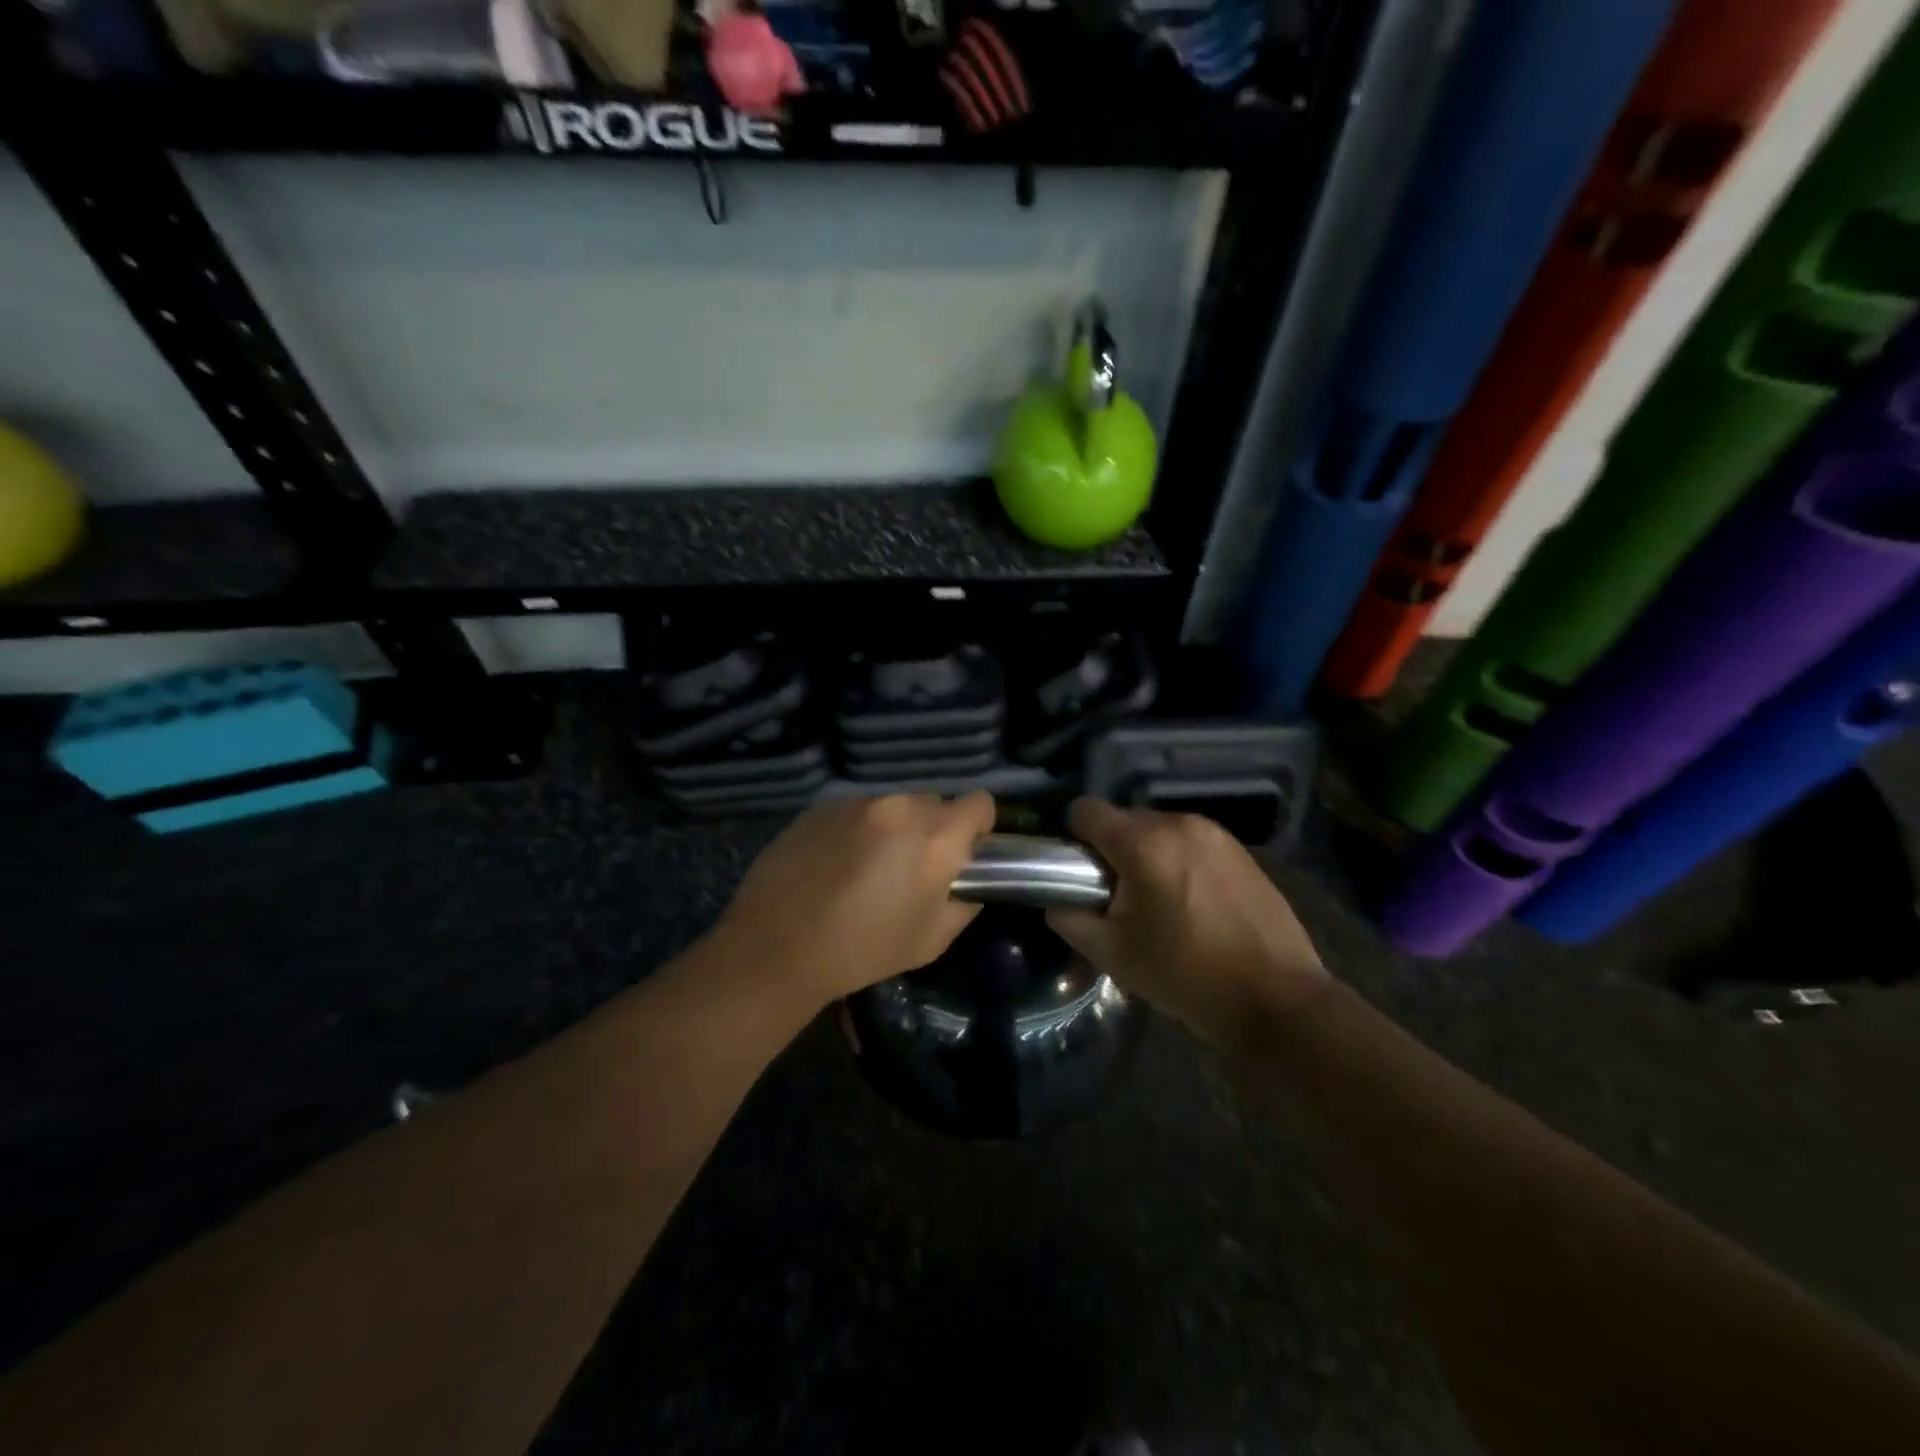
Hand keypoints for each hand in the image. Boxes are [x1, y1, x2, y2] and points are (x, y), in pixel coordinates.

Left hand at [710, 792, 995, 1011]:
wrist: (776, 947)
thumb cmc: (864, 950)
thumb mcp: (932, 939)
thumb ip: (964, 901)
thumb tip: (967, 880)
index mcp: (935, 836)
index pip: (980, 802)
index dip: (977, 829)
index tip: (961, 857)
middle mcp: (899, 807)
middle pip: (934, 803)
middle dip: (932, 831)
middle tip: (911, 870)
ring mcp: (856, 803)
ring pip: (893, 807)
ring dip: (892, 830)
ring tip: (866, 870)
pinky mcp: (820, 808)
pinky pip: (855, 812)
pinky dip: (856, 832)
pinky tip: (833, 867)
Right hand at [1046, 799, 1327, 1047]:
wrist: (1278, 998)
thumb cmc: (1186, 975)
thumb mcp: (1111, 954)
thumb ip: (1069, 917)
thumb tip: (1058, 898)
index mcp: (1144, 842)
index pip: (1085, 810)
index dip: (1072, 839)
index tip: (1079, 875)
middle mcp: (1179, 823)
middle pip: (1123, 820)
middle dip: (1112, 852)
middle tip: (1119, 901)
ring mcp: (1216, 834)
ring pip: (1158, 831)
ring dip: (1146, 857)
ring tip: (1159, 906)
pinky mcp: (1241, 850)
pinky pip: (1190, 844)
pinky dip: (1178, 863)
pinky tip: (1193, 906)